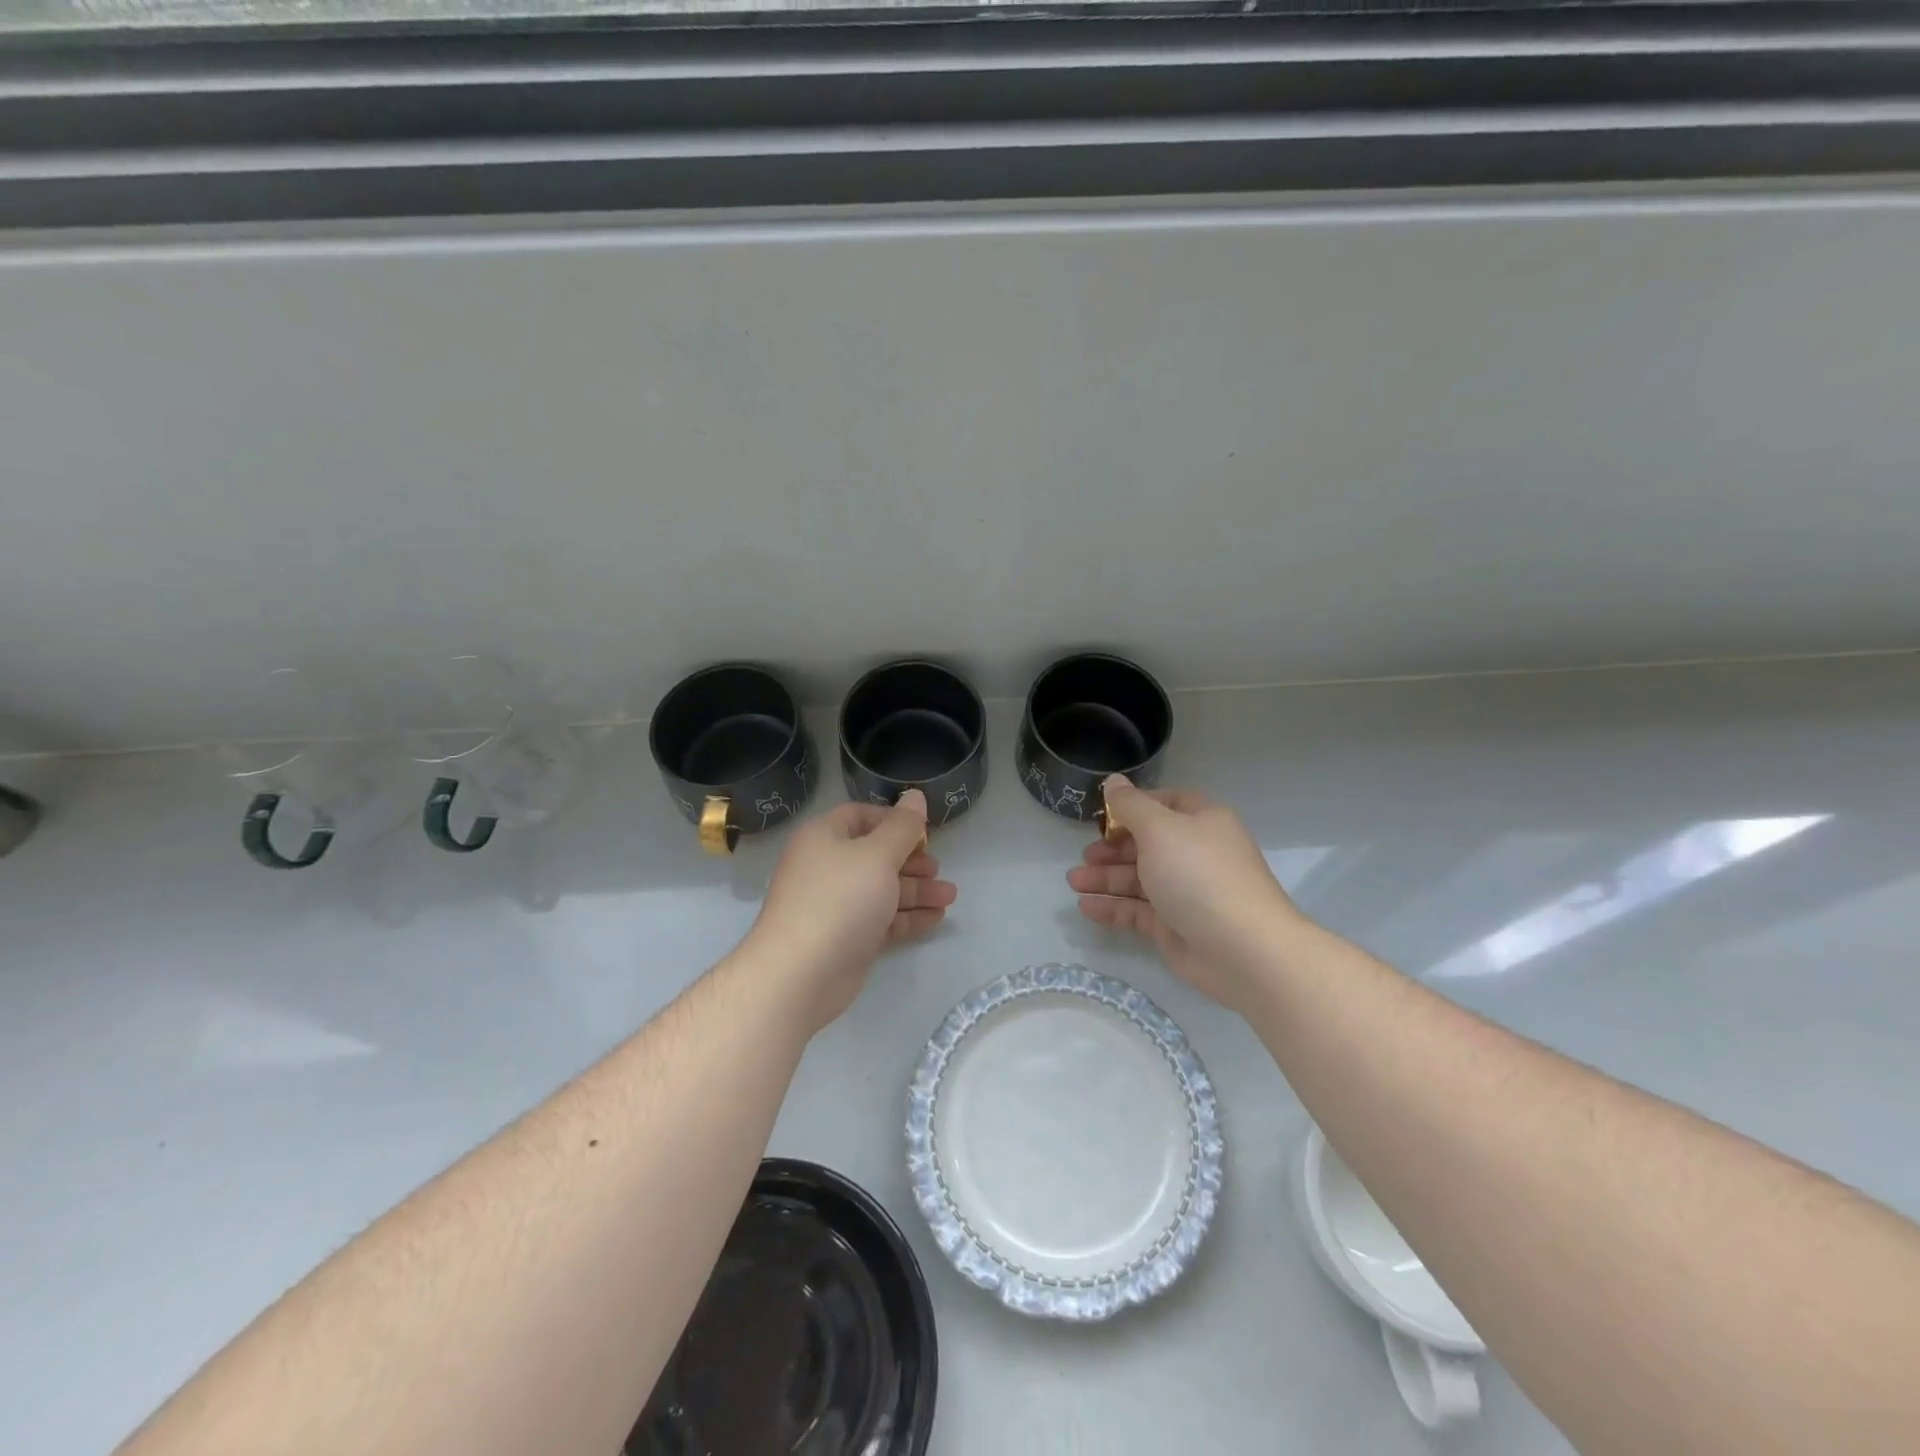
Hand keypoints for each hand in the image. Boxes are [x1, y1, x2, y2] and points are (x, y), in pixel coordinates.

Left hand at [744, 789, 956, 1032]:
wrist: (799, 975)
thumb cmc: (839, 900)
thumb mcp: (877, 855)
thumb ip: (902, 827)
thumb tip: (915, 796)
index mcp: (824, 838)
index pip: (860, 816)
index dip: (894, 821)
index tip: (924, 833)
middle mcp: (826, 867)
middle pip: (875, 855)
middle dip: (911, 861)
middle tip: (938, 869)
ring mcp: (835, 905)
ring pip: (882, 889)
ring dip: (916, 890)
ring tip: (950, 896)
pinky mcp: (846, 938)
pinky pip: (881, 919)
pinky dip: (907, 917)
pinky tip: (936, 918)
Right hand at [1067, 775, 1300, 1012]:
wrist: (1243, 949)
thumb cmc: (1199, 875)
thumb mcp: (1160, 829)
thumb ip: (1130, 805)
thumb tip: (1114, 781)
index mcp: (1201, 822)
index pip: (1164, 804)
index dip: (1133, 808)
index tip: (1102, 817)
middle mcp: (1195, 854)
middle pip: (1147, 844)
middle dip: (1112, 848)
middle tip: (1084, 855)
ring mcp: (1186, 892)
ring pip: (1139, 879)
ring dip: (1106, 878)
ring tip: (1073, 882)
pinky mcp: (1176, 927)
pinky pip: (1138, 911)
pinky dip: (1113, 907)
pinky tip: (1086, 907)